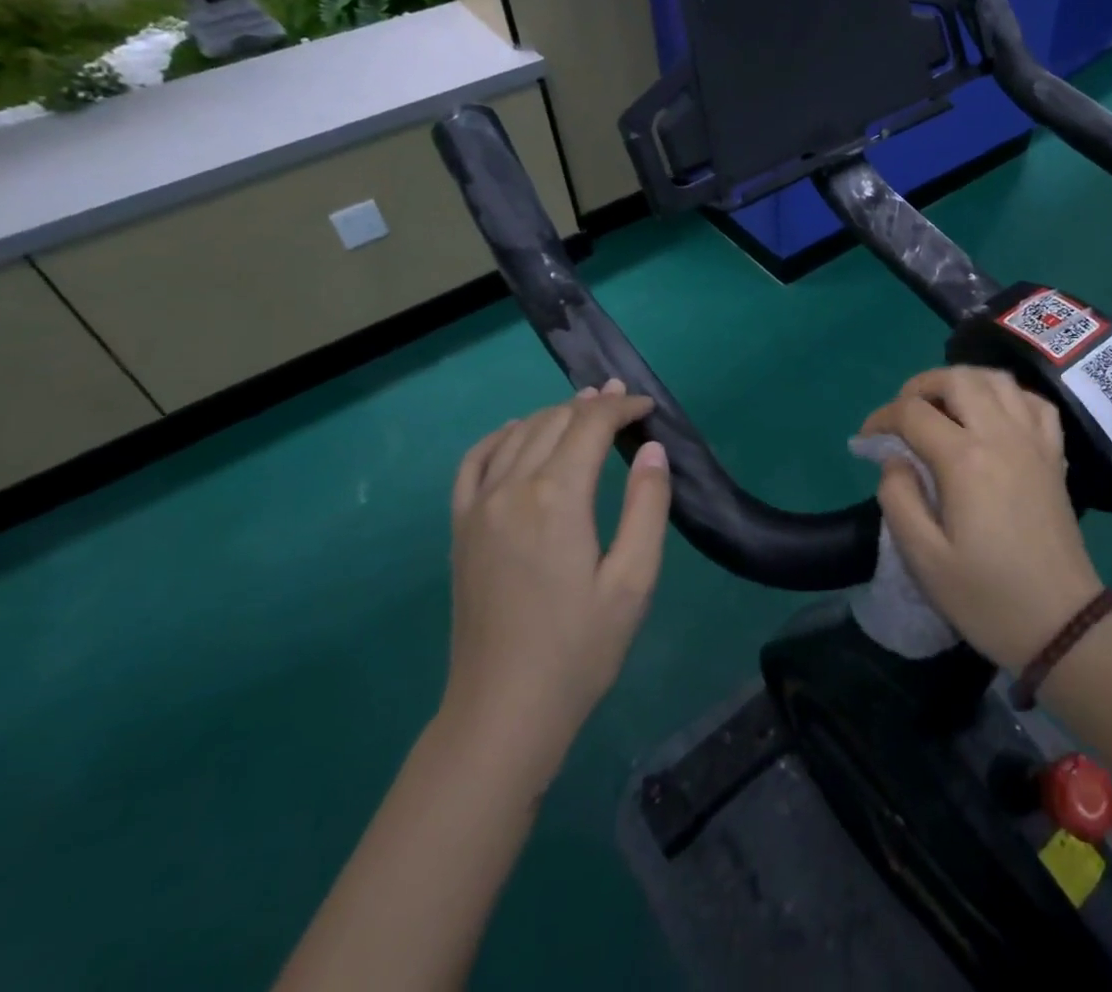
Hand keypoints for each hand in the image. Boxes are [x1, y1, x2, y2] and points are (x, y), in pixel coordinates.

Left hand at [440, 380, 670, 768]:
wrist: (503, 711)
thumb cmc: (579, 649)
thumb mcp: (633, 580)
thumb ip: (647, 506)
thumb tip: (651, 449)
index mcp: (557, 498)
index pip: (590, 426)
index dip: (621, 407)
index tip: (647, 406)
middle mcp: (512, 488)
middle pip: (554, 421)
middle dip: (591, 404)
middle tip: (622, 400)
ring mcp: (478, 506)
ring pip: (518, 434)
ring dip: (553, 414)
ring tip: (583, 408)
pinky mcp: (460, 527)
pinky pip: (474, 461)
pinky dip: (500, 436)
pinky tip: (517, 432)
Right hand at [861, 367, 1103, 672]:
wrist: (1062, 626)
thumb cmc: (987, 597)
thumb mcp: (923, 559)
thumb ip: (898, 498)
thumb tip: (894, 459)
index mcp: (965, 460)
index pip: (913, 412)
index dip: (881, 418)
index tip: (865, 440)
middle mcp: (1001, 436)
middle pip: (957, 379)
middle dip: (920, 386)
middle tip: (902, 414)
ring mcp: (1034, 442)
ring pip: (997, 379)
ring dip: (962, 381)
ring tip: (942, 407)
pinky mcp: (1054, 456)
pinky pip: (1033, 403)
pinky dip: (1007, 396)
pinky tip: (993, 416)